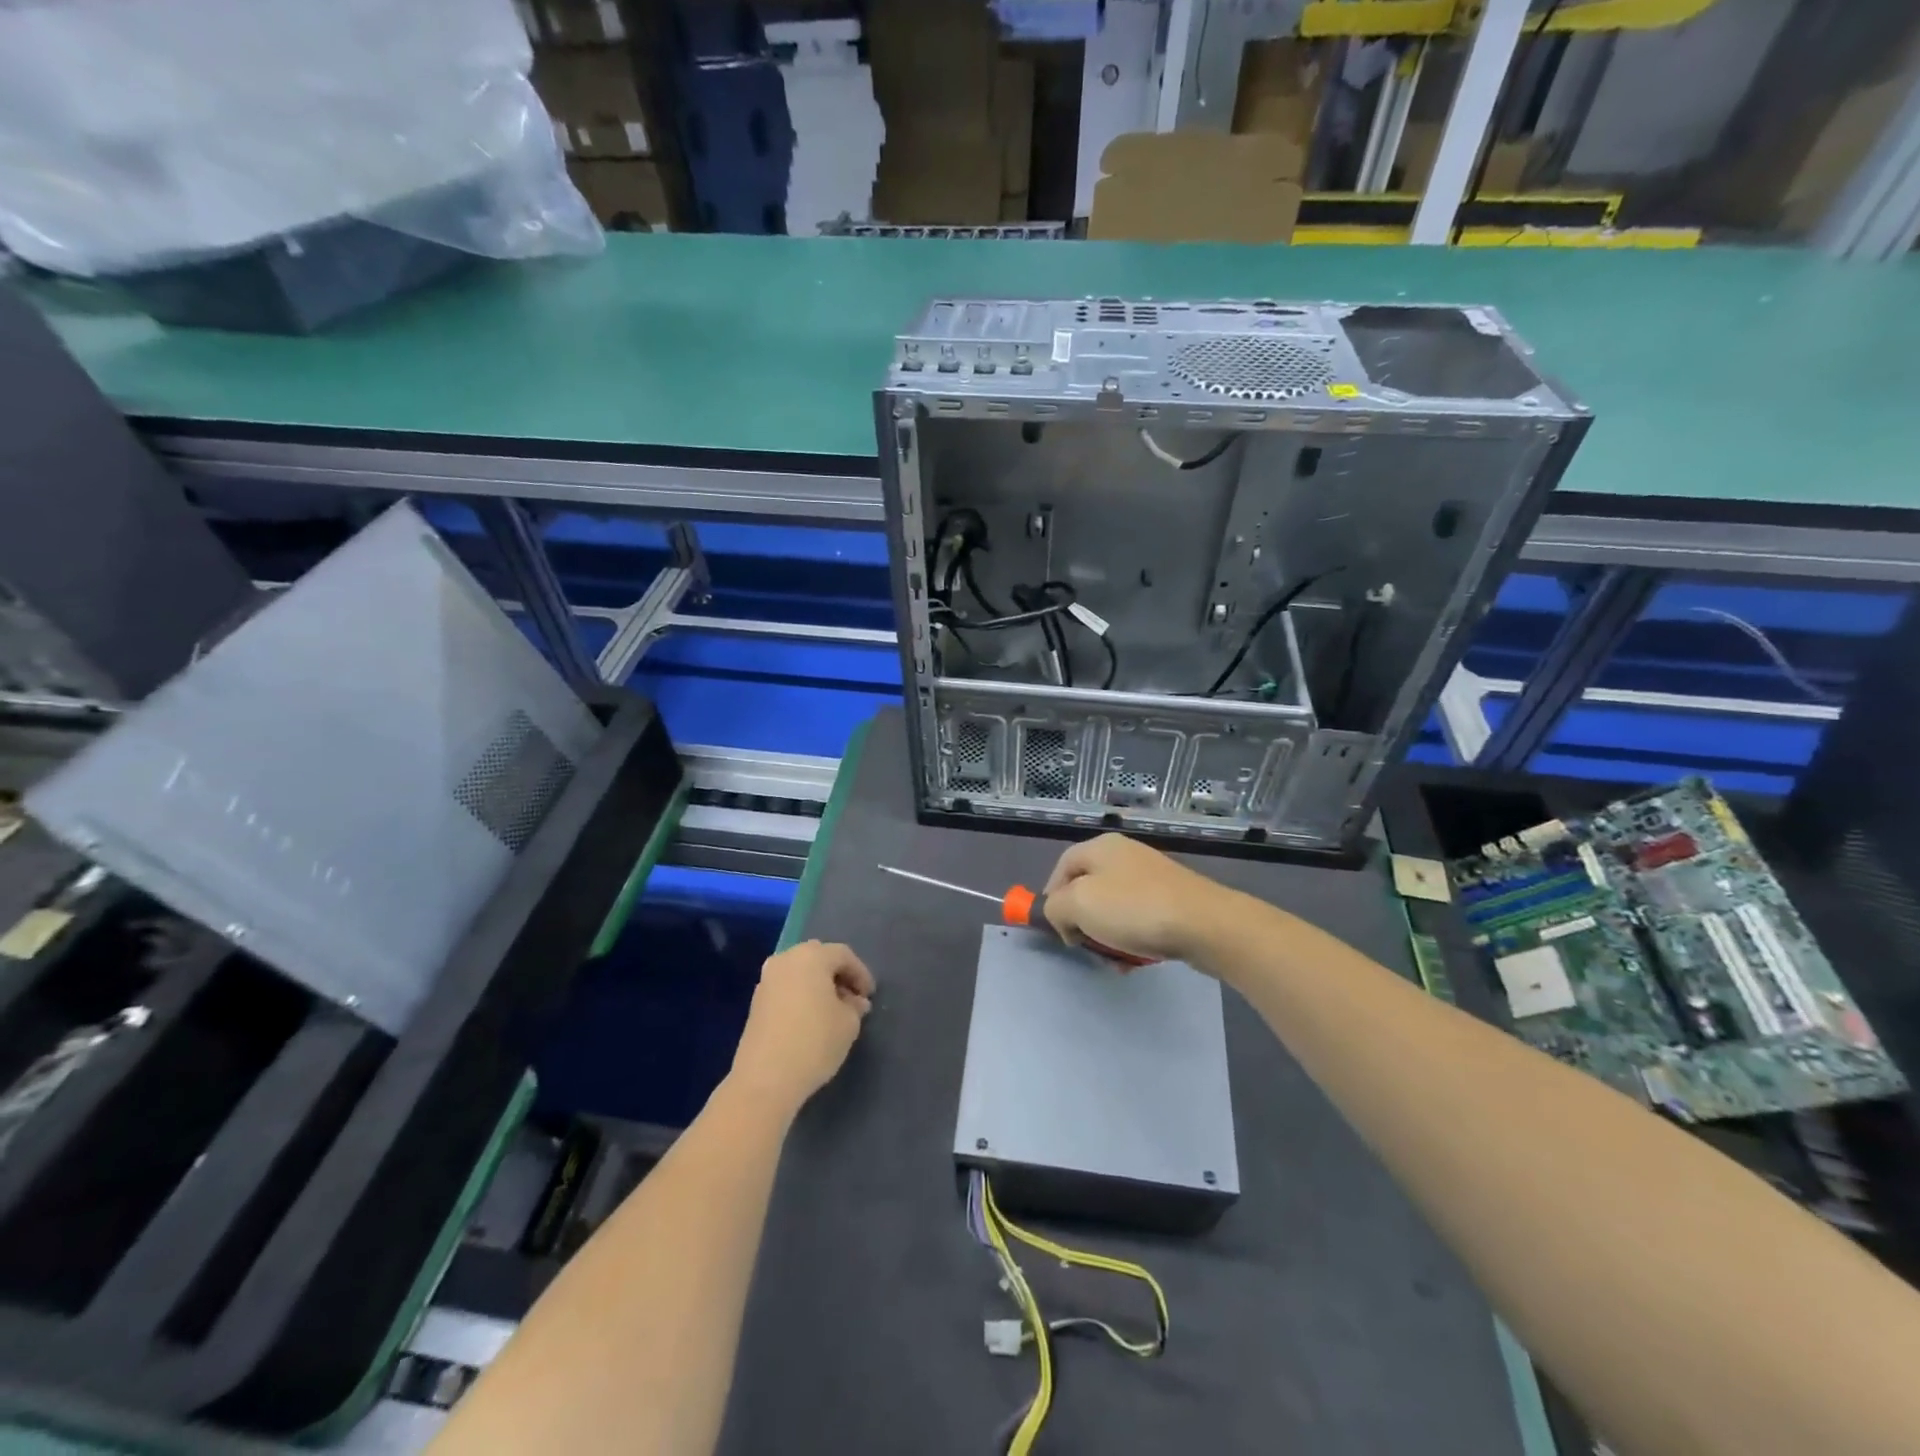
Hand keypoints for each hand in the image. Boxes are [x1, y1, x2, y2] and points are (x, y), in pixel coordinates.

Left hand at [728, 940, 874, 1112]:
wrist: (765, 1079)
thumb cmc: (814, 1042)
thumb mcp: (849, 1023)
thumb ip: (855, 1006)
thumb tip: (853, 1001)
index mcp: (811, 956)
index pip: (843, 955)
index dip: (861, 973)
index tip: (870, 995)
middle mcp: (786, 959)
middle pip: (819, 958)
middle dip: (838, 975)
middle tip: (853, 998)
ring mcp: (767, 980)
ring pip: (800, 973)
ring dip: (819, 986)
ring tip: (834, 1011)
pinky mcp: (756, 1002)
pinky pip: (786, 989)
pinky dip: (802, 996)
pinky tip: (812, 1019)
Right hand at [1042, 833, 1236, 969]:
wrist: (1206, 924)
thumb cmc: (1135, 909)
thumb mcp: (1078, 905)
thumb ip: (1054, 907)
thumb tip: (1061, 916)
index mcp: (1100, 847)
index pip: (1061, 867)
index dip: (1051, 898)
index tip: (1056, 929)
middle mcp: (1124, 854)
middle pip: (1087, 888)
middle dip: (1081, 920)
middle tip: (1084, 945)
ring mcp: (1151, 875)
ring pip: (1113, 907)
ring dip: (1107, 934)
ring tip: (1114, 957)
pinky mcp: (1172, 897)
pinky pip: (1139, 917)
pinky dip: (1132, 937)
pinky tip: (1137, 957)